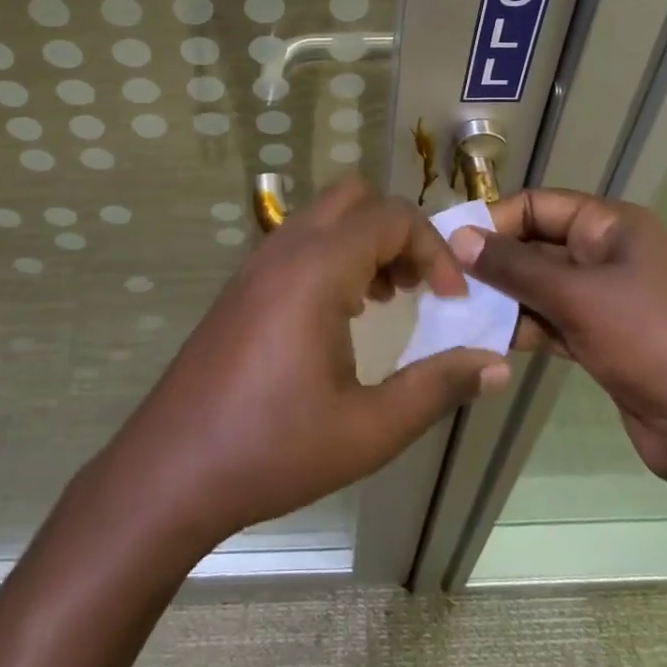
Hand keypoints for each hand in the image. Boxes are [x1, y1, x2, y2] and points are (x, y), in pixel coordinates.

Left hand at [102, 179, 511, 548]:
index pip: (392, 217)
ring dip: (365, 240)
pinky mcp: (243, 283)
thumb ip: (437, 389)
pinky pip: (300, 239)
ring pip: (325, 214)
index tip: (451, 302)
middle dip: (399, 231)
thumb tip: (496, 364)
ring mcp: (258, 262)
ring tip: (387, 300)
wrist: (171, 469)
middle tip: (418, 287)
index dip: (434, 250)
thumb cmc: (272, 450)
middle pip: (356, 197)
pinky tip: (342, 313)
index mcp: (317, 270)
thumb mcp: (368, 430)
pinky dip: (335, 253)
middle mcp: (286, 249)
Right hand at [449, 189, 666, 485]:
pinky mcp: (604, 343)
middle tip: (442, 283)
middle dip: (493, 263)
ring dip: (504, 299)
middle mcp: (608, 255)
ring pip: (541, 288)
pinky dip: (523, 329)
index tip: (447, 244)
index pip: (537, 205)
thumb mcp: (581, 297)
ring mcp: (607, 301)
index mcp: (612, 225)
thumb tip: (459, 236)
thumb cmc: (658, 341)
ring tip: (454, 315)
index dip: (493, 220)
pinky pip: (553, 323)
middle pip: (537, 246)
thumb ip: (516, 267)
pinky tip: (486, 341)